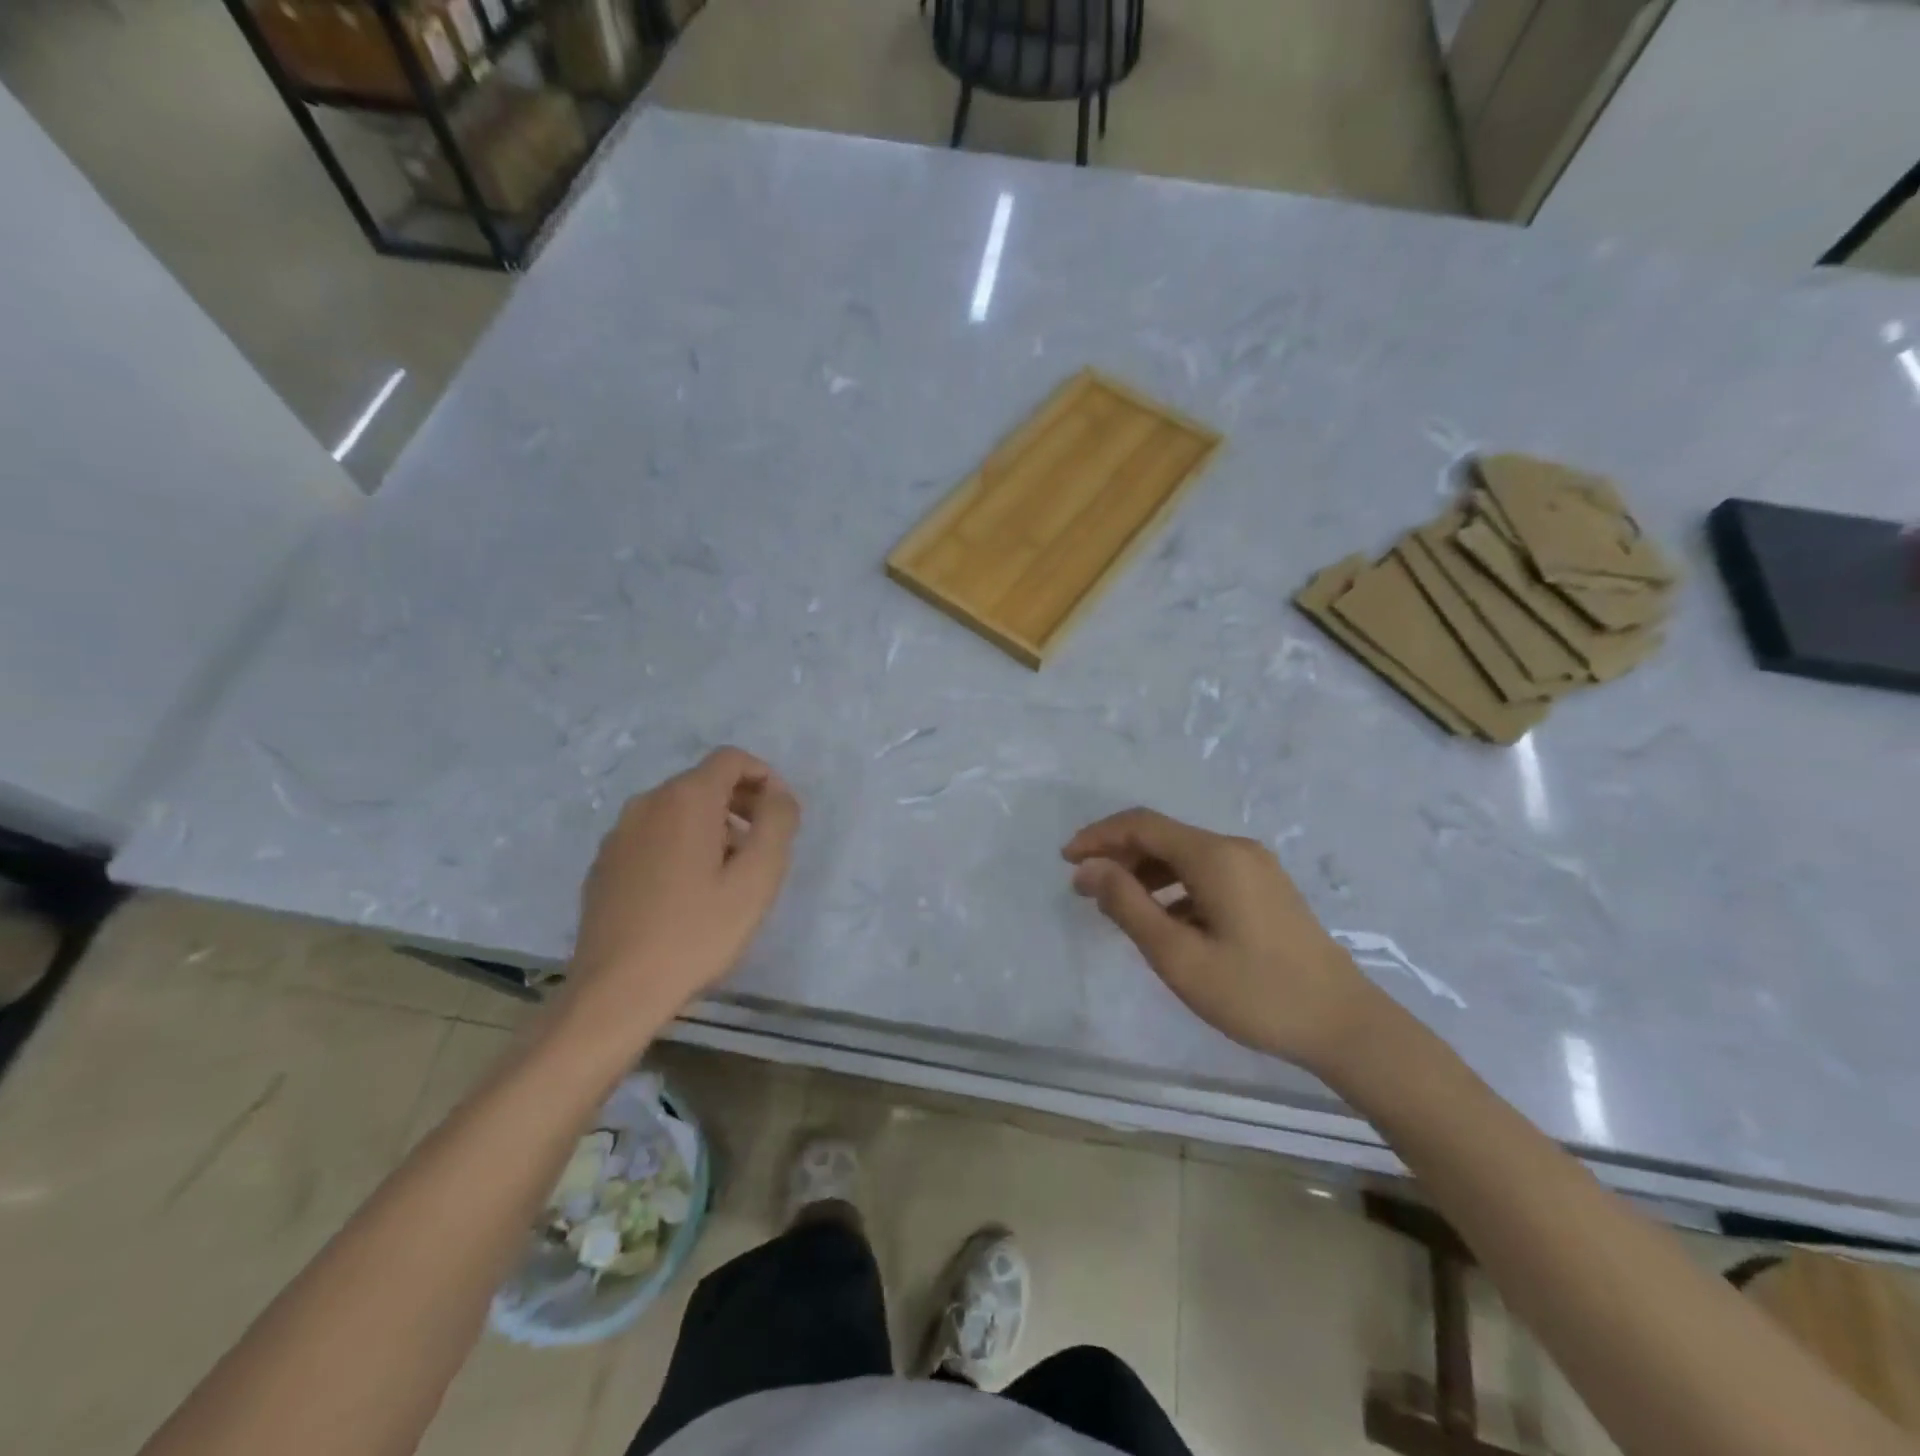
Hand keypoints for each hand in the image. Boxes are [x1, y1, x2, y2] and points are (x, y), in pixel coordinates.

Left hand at [558, 748, 799, 1046]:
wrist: (616, 991)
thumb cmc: (696, 932)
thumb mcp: (758, 878)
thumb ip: (778, 823)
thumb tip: (779, 795)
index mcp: (685, 799)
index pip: (731, 759)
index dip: (764, 776)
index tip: (781, 814)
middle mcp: (647, 803)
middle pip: (704, 782)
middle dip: (741, 803)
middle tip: (763, 846)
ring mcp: (619, 834)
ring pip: (677, 810)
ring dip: (712, 826)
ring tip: (730, 873)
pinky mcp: (604, 864)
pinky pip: (653, 835)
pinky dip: (680, 845)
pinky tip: (688, 892)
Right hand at [1063, 808, 1383, 1071]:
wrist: (1345, 1025)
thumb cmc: (1255, 993)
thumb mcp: (1178, 955)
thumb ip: (1127, 905)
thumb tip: (1089, 868)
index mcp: (1214, 856)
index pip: (1141, 825)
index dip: (1098, 836)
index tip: (1066, 860)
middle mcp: (1235, 849)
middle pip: (1163, 837)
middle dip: (1118, 855)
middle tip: (1085, 889)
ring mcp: (1256, 868)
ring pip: (1184, 856)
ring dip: (1145, 873)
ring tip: (1116, 906)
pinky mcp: (1266, 889)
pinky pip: (1206, 873)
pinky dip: (1174, 887)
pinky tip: (1163, 920)